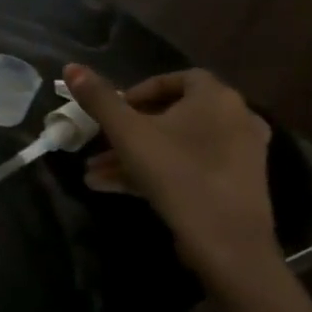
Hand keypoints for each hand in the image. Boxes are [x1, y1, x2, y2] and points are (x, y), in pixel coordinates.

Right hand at [63, 64, 278, 296]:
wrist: (227, 244)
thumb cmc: (177, 175)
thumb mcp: (127, 133)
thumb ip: (99, 99)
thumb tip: (71, 66)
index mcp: (216, 99)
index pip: (177, 78)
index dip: (141, 89)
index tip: (115, 109)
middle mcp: (236, 119)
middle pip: (173, 114)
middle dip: (129, 128)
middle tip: (101, 141)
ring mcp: (239, 154)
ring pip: (176, 144)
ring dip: (134, 153)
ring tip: (95, 172)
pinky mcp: (235, 184)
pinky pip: (189, 166)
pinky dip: (155, 170)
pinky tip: (113, 187)